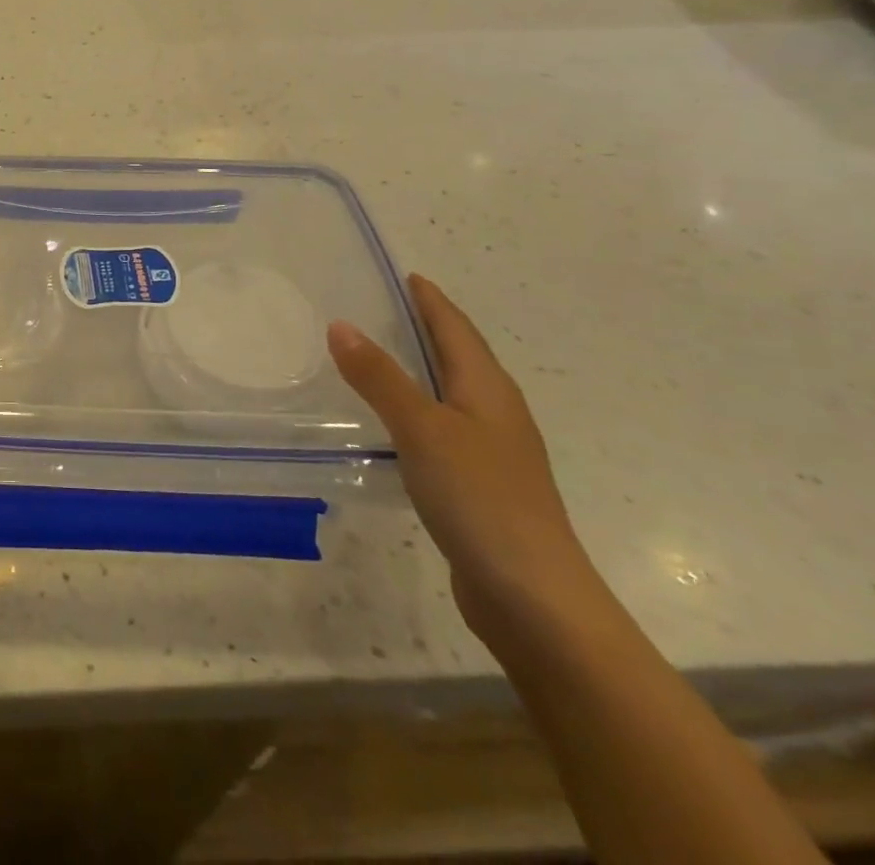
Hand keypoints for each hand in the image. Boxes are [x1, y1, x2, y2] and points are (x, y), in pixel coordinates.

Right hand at [328, 275, 604, 651]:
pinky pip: (442, 428)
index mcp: (488, 389)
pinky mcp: (480, 485)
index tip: (407, 275)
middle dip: (426, 329)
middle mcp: (495, 412)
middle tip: (381, 308)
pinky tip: (392, 425)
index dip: (431, 301)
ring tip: (376, 357)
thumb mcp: (422, 429)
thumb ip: (380, 377)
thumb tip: (340, 324)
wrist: (534, 599)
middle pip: (459, 356)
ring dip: (419, 370)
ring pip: (451, 393)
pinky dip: (416, 410)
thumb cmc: (481, 499)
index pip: (456, 328)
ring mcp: (492, 451)